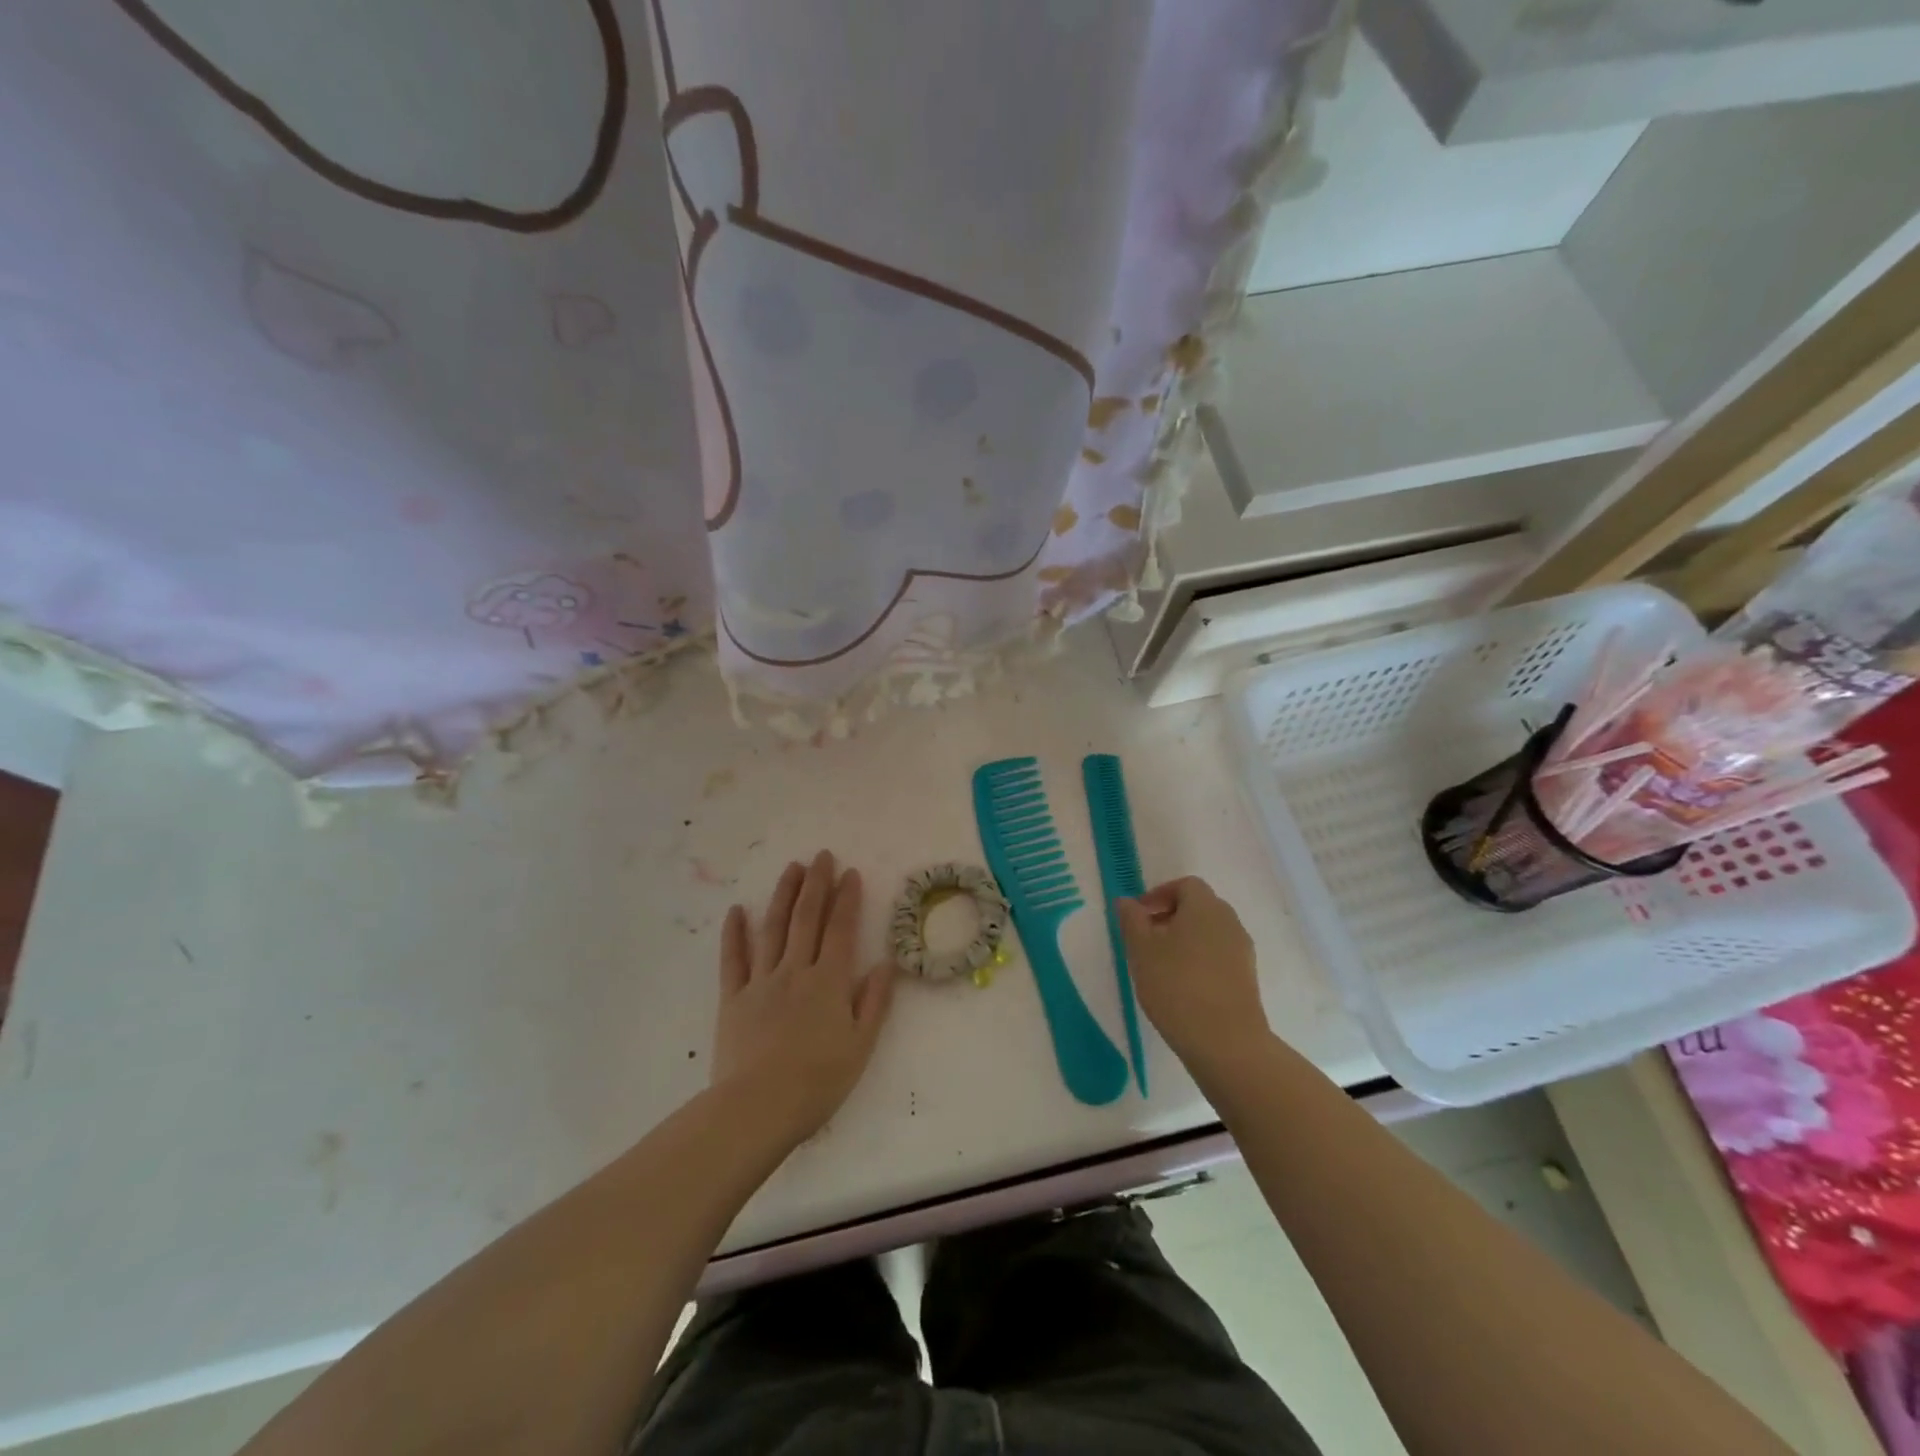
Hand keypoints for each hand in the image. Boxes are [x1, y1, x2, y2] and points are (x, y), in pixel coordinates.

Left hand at [712, 851, 896, 1142]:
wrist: (756, 1109)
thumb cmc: (817, 1082)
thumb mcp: (860, 1047)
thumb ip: (874, 1002)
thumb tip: (887, 964)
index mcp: (829, 982)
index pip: (841, 929)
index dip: (847, 899)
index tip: (850, 872)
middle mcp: (796, 971)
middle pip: (806, 918)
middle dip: (816, 884)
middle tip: (821, 856)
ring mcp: (761, 982)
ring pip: (772, 928)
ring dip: (782, 895)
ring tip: (791, 869)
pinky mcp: (733, 998)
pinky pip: (733, 960)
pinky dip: (734, 933)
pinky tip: (736, 910)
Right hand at [1116, 876, 1268, 1077]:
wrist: (1226, 1042)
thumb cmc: (1176, 985)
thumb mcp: (1141, 950)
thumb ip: (1132, 920)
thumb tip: (1127, 901)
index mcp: (1205, 906)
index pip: (1185, 885)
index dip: (1159, 894)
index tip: (1139, 916)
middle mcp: (1229, 921)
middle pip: (1199, 907)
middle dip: (1170, 917)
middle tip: (1145, 939)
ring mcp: (1242, 950)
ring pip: (1209, 932)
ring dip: (1184, 940)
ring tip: (1160, 965)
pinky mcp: (1247, 978)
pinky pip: (1219, 956)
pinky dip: (1199, 960)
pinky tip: (1182, 986)